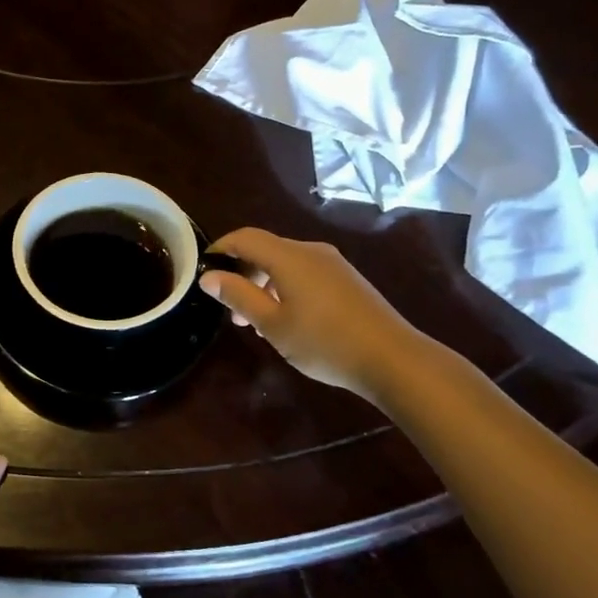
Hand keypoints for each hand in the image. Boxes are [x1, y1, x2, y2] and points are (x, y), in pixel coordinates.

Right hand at [199, 227, 420, 397]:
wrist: (393, 359)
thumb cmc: (324, 342)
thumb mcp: (272, 324)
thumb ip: (239, 296)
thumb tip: (209, 277)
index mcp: (289, 256)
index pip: (245, 238)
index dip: (221, 249)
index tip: (204, 271)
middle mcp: (311, 251)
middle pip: (266, 250)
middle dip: (243, 274)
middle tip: (232, 310)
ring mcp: (333, 265)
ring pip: (286, 264)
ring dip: (264, 285)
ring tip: (257, 323)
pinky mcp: (347, 281)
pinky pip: (305, 274)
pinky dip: (286, 289)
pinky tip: (288, 321)